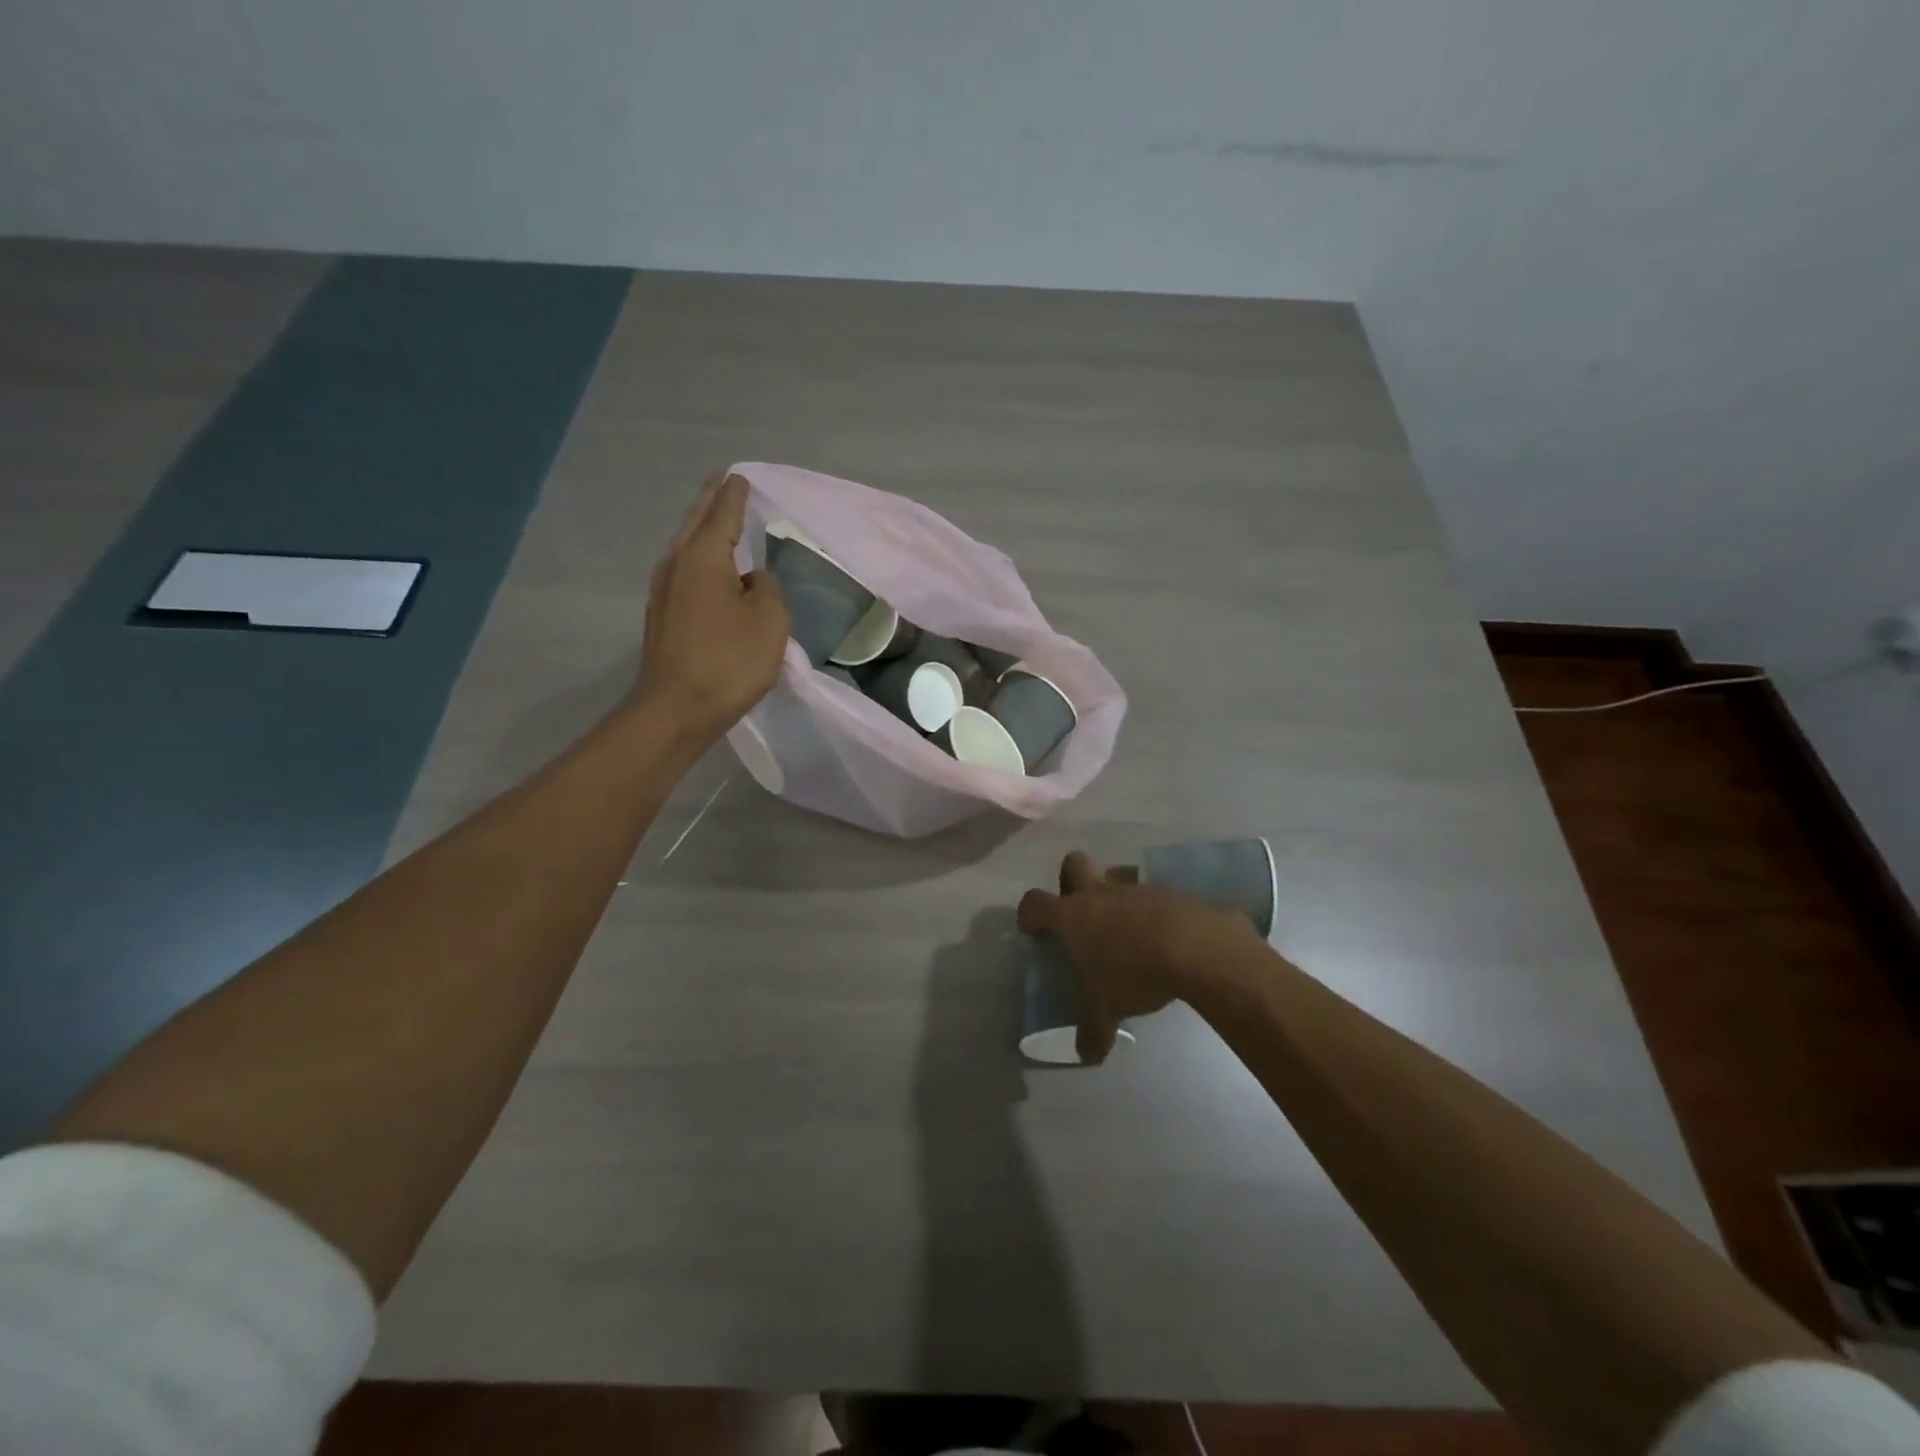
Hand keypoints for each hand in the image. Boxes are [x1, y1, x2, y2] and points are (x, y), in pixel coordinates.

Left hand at [633, 473, 788, 743]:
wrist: (676, 709)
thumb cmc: (728, 661)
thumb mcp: (769, 620)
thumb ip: (768, 589)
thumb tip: (752, 581)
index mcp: (704, 556)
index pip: (723, 512)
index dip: (735, 494)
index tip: (741, 476)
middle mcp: (676, 564)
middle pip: (696, 521)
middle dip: (712, 501)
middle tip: (725, 483)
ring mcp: (663, 591)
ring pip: (686, 547)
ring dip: (703, 529)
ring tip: (720, 519)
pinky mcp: (662, 616)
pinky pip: (684, 572)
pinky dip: (700, 559)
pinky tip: (711, 569)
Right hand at [1017, 851, 1261, 1062]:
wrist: (1195, 947)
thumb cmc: (1134, 973)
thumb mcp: (1107, 1009)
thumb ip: (1093, 1031)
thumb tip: (1086, 1055)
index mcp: (1073, 916)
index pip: (1035, 903)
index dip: (1029, 914)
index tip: (1032, 930)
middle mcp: (1100, 894)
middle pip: (1073, 863)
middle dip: (1069, 881)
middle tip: (1078, 912)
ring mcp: (1136, 888)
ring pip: (1116, 877)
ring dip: (1115, 898)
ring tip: (1126, 932)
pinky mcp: (1169, 892)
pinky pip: (1151, 895)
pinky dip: (1150, 912)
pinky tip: (1162, 939)